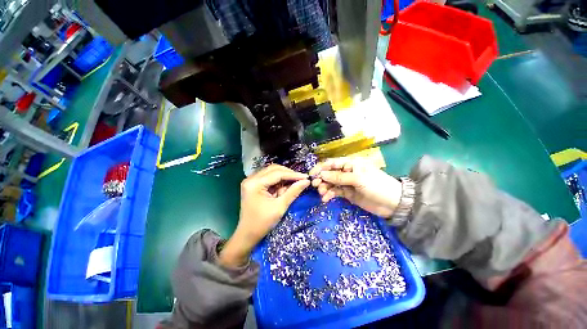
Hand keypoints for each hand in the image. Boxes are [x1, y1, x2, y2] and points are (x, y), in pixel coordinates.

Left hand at [219, 165, 309, 266]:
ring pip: (271, 171)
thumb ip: (293, 192)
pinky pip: (268, 177)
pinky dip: (278, 181)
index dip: (293, 175)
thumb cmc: (263, 223)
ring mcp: (251, 180)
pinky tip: (284, 187)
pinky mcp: (253, 184)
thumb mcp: (280, 207)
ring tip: (293, 184)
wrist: (247, 234)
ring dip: (283, 177)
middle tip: (301, 180)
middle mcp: (251, 178)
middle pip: (274, 169)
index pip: (277, 173)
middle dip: (288, 174)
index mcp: (255, 183)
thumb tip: (306, 181)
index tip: (306, 177)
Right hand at [309, 157, 401, 217]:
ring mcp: (347, 183)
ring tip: (322, 193)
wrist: (393, 204)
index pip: (332, 163)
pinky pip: (335, 192)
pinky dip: (329, 195)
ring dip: (325, 187)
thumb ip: (339, 177)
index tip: (311, 175)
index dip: (321, 168)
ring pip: (331, 183)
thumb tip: (322, 174)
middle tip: (316, 186)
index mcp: (350, 164)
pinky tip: (325, 199)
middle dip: (321, 178)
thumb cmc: (377, 186)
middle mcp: (347, 172)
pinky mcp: (347, 193)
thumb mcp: (358, 179)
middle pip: (330, 173)